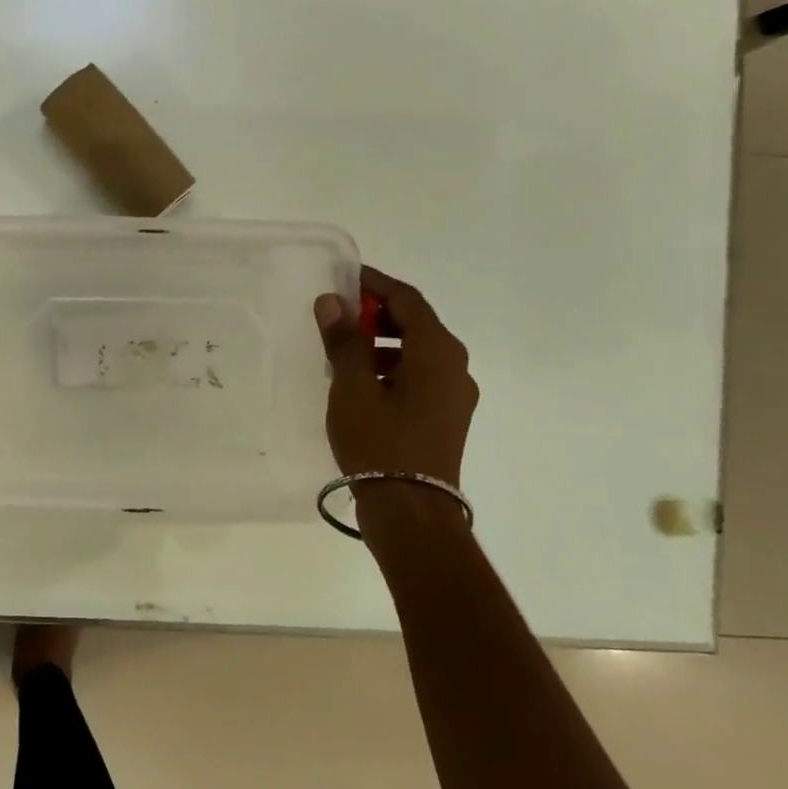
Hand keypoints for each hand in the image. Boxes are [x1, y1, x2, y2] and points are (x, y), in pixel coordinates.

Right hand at [314, 267, 477, 485]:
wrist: (411, 509)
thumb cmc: (380, 441)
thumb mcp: (352, 387)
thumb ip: (343, 340)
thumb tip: (332, 301)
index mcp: (437, 351)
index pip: (407, 299)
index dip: (375, 284)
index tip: (344, 278)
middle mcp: (455, 365)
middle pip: (416, 324)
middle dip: (376, 314)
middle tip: (338, 317)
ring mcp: (455, 394)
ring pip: (417, 352)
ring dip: (381, 343)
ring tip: (342, 355)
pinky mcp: (447, 417)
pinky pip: (419, 376)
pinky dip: (392, 368)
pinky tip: (361, 386)